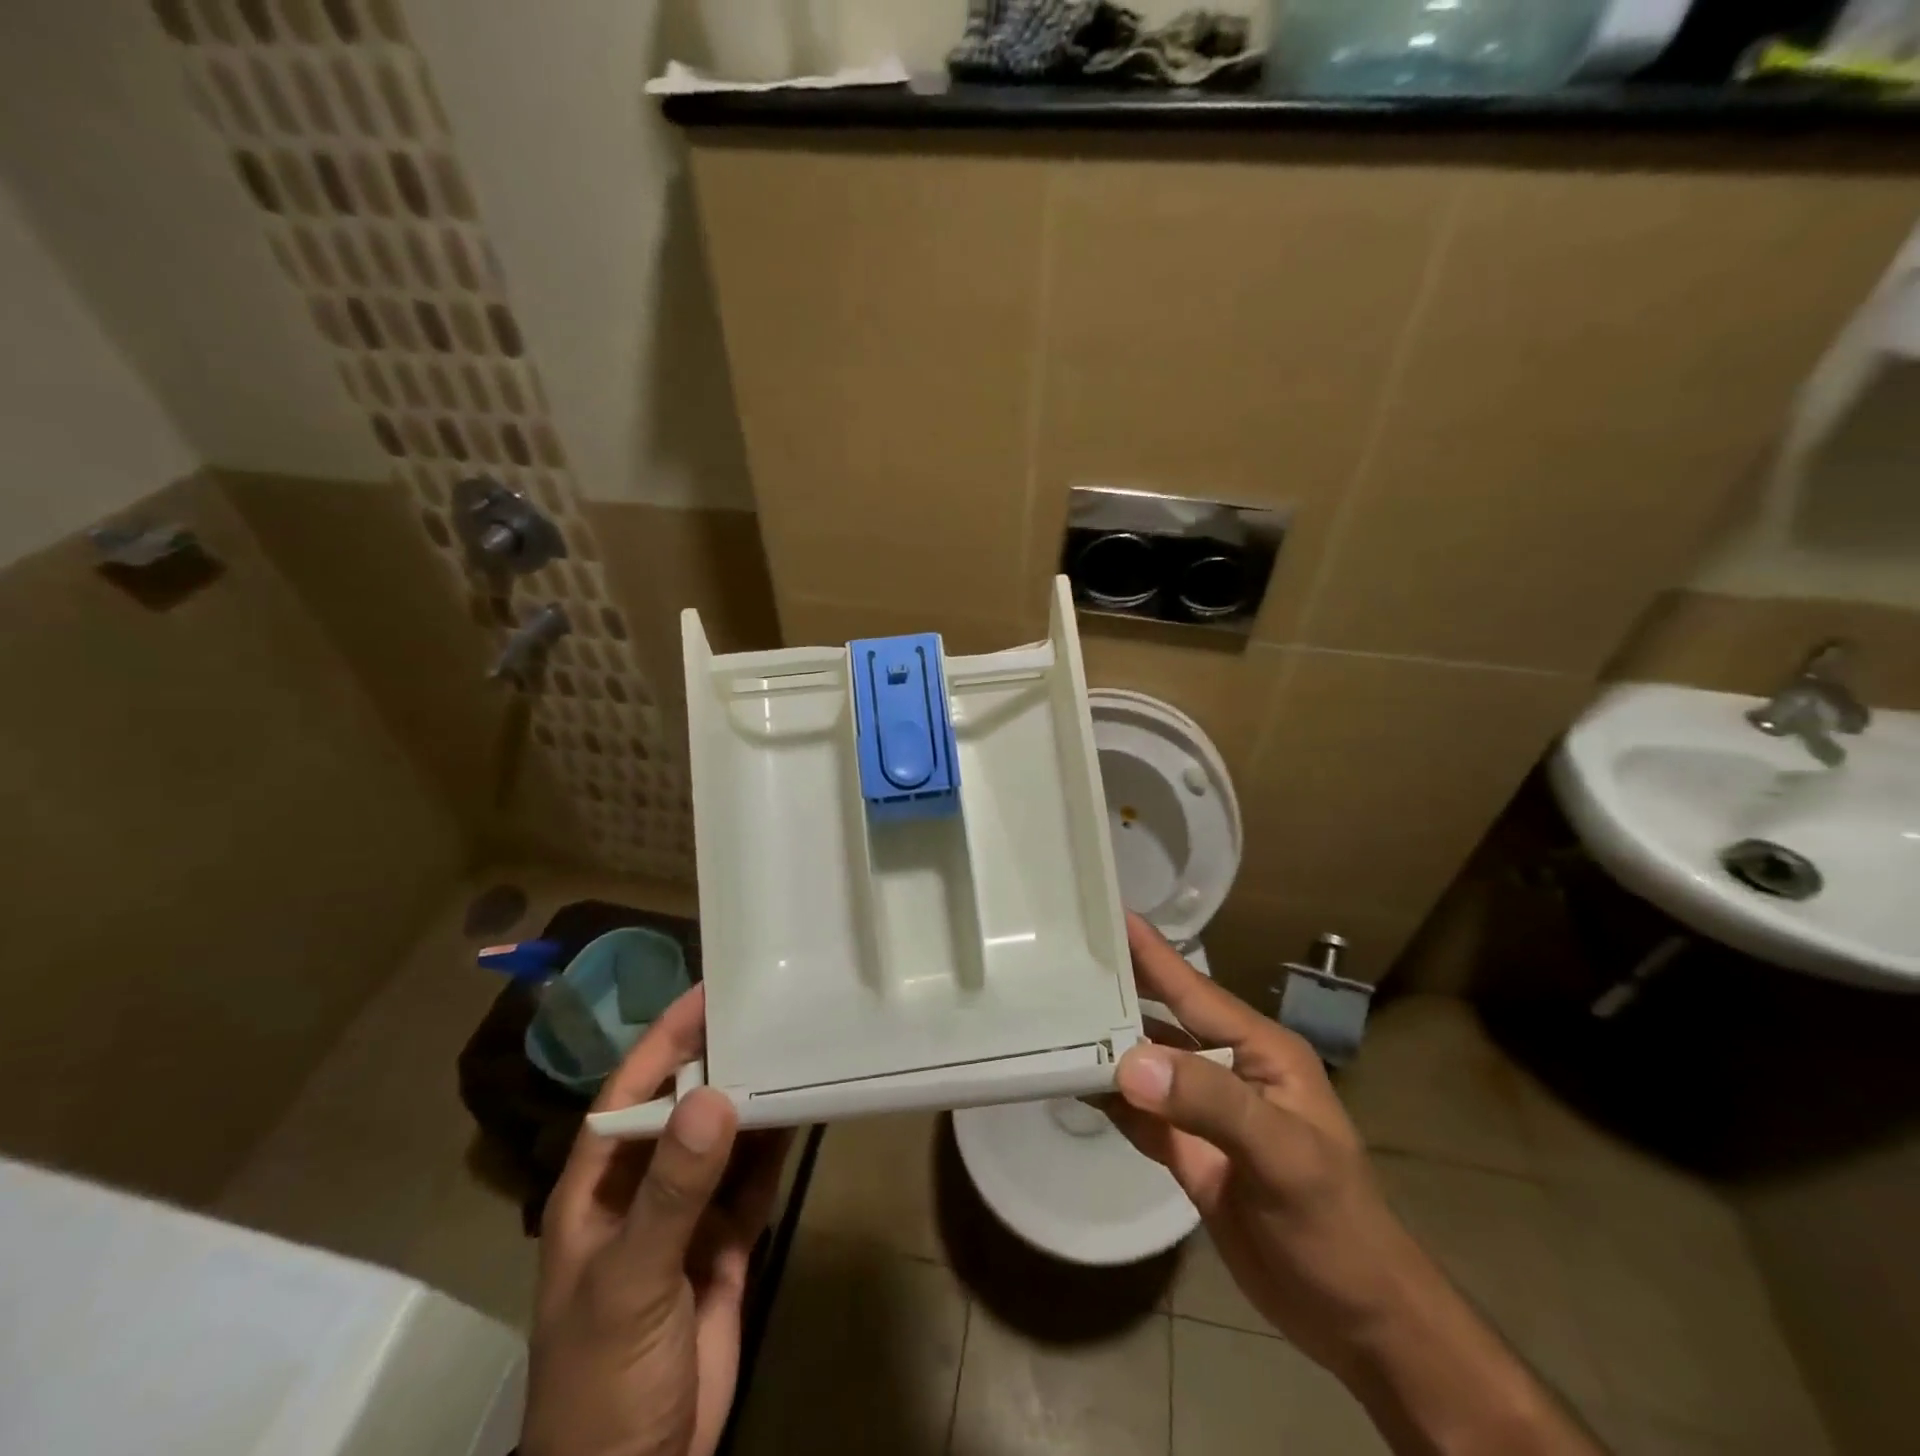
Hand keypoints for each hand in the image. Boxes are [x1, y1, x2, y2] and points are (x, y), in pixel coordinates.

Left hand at [523, 985, 790, 1455]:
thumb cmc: (602, 1379)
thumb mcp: (631, 1280)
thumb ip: (673, 1189)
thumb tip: (716, 1095)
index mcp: (600, 1185)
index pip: (632, 1090)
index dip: (667, 1037)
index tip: (711, 990)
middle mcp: (644, 1187)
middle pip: (685, 1105)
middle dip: (721, 1058)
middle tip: (770, 1008)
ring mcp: (688, 1215)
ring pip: (726, 1138)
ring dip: (756, 1098)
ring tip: (797, 1045)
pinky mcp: (725, 1243)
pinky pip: (754, 1179)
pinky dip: (777, 1145)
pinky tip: (804, 1108)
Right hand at [1106, 914, 1422, 1375]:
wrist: (1357, 1319)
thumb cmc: (1335, 1224)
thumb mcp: (1282, 1154)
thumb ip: (1208, 1101)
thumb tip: (1128, 1061)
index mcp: (1260, 1050)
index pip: (1194, 990)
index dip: (1152, 952)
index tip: (1108, 911)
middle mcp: (1229, 1069)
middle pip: (1163, 1018)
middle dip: (1120, 987)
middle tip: (1064, 954)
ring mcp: (1206, 1112)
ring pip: (1146, 1064)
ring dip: (1106, 1043)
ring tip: (1052, 1011)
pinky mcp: (1189, 1151)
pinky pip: (1140, 1112)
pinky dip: (1109, 1096)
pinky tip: (1073, 1078)